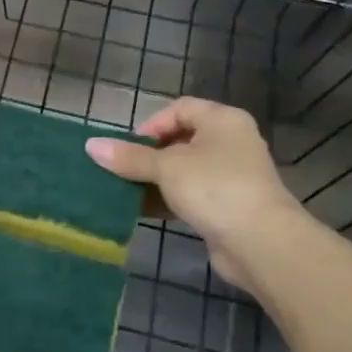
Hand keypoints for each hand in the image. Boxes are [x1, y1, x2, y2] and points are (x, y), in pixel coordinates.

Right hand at [84, 97, 306, 290]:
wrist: (261, 243)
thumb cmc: (214, 189)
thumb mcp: (166, 168)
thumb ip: (129, 157)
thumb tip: (90, 145)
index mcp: (223, 121)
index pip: (180, 109)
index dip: (151, 124)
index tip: (129, 147)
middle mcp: (231, 142)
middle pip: (180, 139)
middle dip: (148, 155)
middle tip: (123, 170)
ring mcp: (231, 175)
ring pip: (184, 170)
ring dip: (155, 180)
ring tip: (126, 191)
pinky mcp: (227, 205)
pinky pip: (190, 194)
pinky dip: (168, 199)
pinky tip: (143, 210)